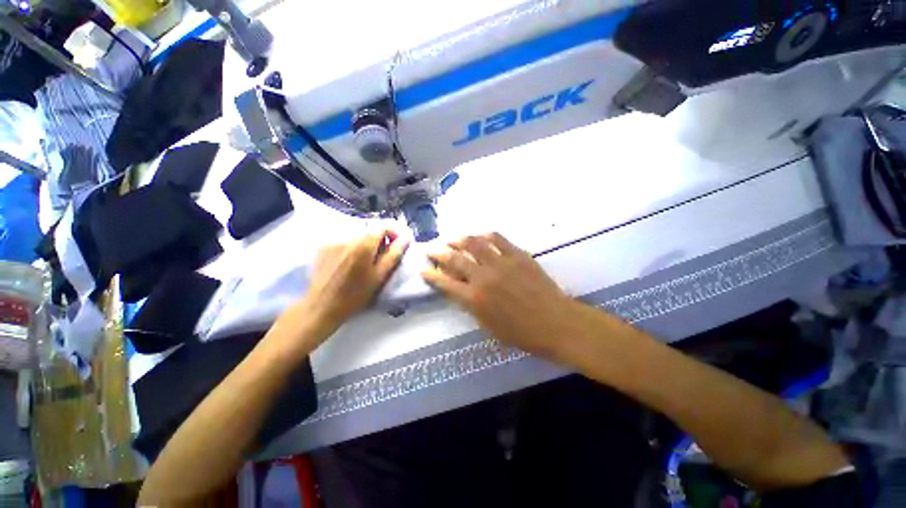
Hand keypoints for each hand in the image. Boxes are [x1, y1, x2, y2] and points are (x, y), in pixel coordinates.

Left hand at [271, 231, 408, 355]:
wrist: (322, 306)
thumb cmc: (355, 294)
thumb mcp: (380, 276)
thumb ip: (394, 254)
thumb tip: (406, 238)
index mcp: (363, 244)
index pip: (382, 225)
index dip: (393, 232)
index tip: (397, 244)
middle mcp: (347, 236)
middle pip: (369, 228)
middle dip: (379, 238)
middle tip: (382, 255)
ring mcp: (333, 240)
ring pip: (357, 233)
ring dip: (365, 241)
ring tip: (365, 259)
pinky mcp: (323, 245)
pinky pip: (344, 238)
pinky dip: (352, 244)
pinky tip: (349, 260)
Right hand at [422, 233, 580, 360]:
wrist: (556, 323)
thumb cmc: (521, 333)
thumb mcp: (488, 326)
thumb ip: (470, 305)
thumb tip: (458, 289)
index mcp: (474, 299)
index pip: (445, 282)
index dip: (431, 275)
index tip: (423, 269)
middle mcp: (483, 277)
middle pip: (454, 259)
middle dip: (439, 253)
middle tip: (431, 249)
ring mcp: (501, 263)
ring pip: (473, 243)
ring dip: (459, 239)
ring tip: (452, 239)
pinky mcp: (517, 255)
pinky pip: (497, 238)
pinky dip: (485, 236)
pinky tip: (480, 237)